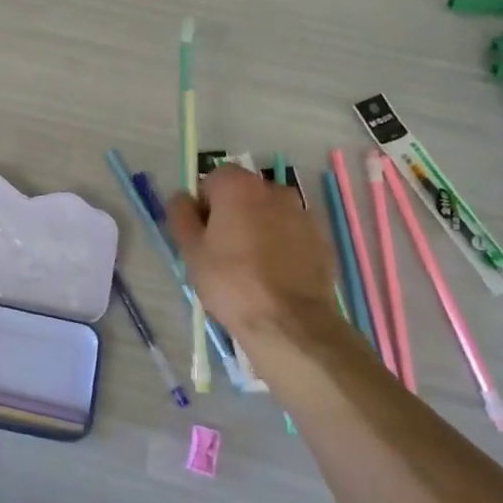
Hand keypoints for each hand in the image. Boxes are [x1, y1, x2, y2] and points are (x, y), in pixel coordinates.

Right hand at [167, 166, 340, 355]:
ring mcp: (303, 213)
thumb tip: (182, 197)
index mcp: (239, 186)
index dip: (203, 204)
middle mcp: (274, 190)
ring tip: (249, 266)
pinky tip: (273, 275)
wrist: (290, 323)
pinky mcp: (322, 239)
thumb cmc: (231, 282)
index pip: (212, 179)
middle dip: (231, 214)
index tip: (200, 234)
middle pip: (243, 194)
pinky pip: (291, 233)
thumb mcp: (190, 250)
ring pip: (269, 213)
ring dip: (257, 228)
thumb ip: (181, 215)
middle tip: (220, 251)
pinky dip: (281, 245)